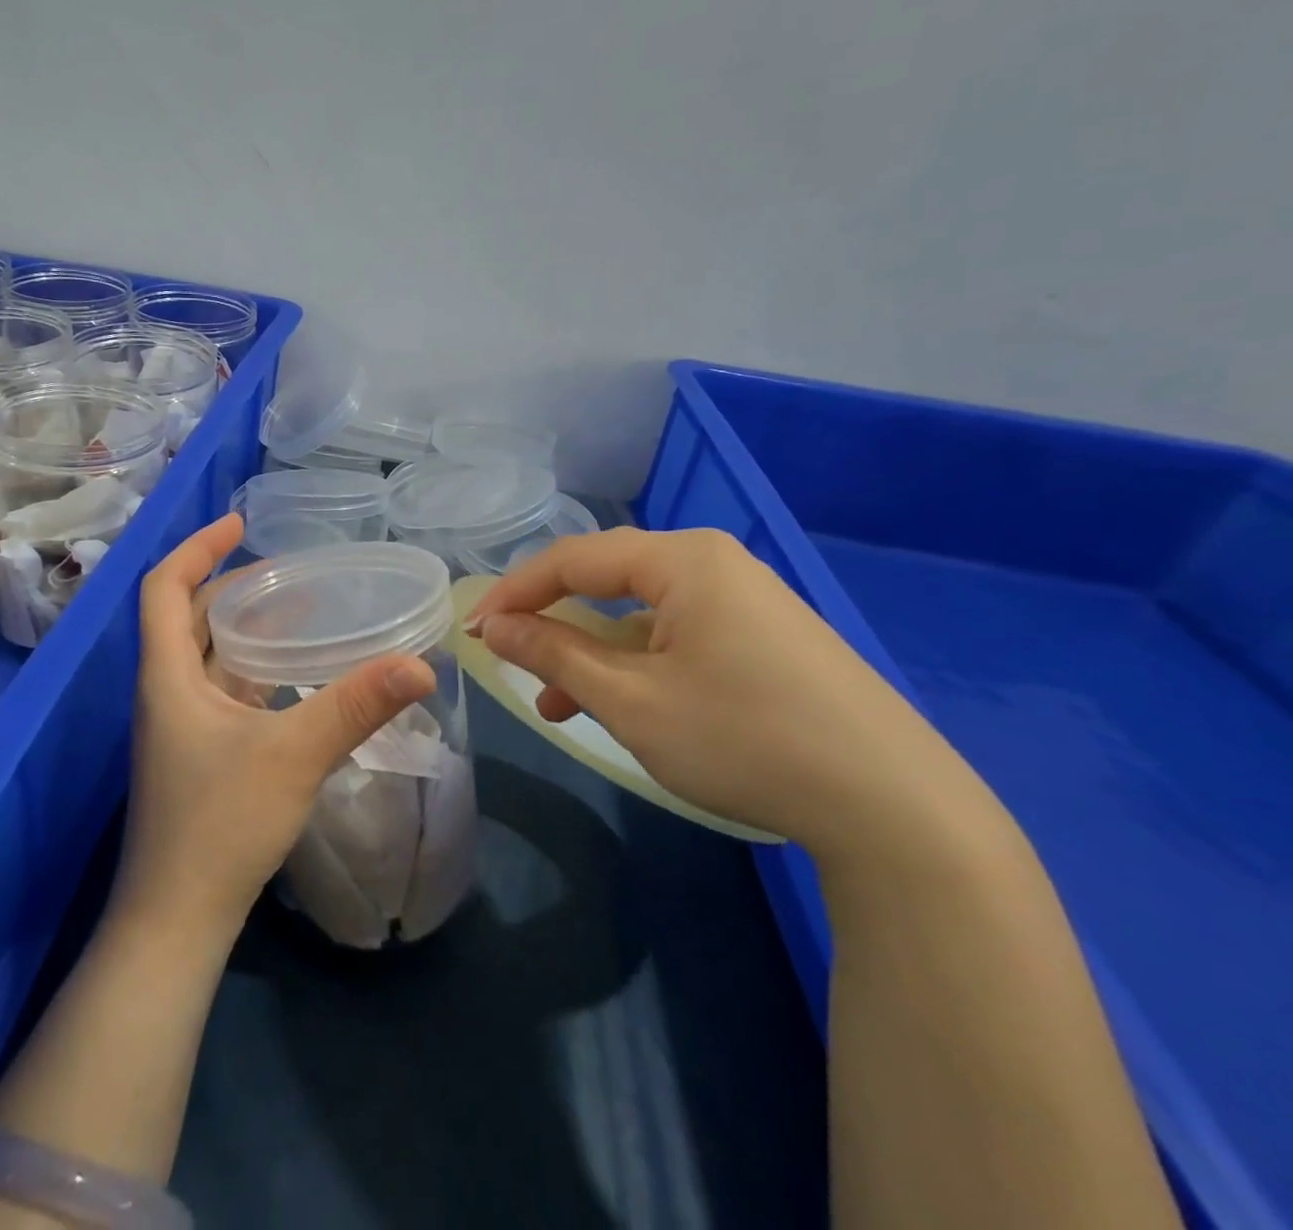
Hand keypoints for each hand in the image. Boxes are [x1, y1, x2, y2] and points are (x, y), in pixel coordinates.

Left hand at [115, 514, 437, 937]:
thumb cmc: (219, 826)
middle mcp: (166, 692)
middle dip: (230, 584)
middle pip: (188, 617)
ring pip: (206, 655)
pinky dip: (252, 667)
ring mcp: (181, 726)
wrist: (176, 922)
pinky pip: (222, 689)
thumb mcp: (293, 755)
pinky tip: (293, 673)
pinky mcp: (199, 755)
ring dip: (243, 626)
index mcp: (167, 675)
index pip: (164, 588)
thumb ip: (356, 706)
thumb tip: (421, 664)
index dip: (198, 548)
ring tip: (296, 608)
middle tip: (285, 568)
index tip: (240, 524)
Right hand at [467, 527, 987, 861]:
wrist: (895, 808)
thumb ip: (554, 654)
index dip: (514, 592)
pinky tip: (618, 707)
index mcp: (683, 560)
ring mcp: (746, 603)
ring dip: (592, 653)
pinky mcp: (765, 641)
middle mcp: (715, 566)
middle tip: (506, 654)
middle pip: (608, 580)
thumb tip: (494, 625)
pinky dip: (637, 666)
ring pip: (641, 615)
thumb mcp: (630, 700)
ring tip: (553, 703)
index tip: (472, 629)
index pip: (573, 559)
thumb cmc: (743, 738)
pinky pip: (678, 637)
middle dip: (552, 621)